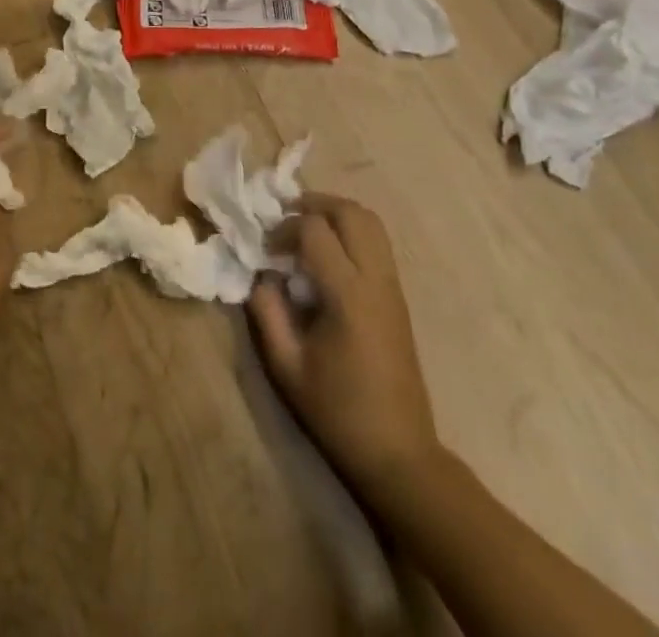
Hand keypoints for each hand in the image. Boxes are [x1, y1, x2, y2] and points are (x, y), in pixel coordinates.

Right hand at [248, 193, 441, 512]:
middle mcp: (376, 280)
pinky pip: (377, 243)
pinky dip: (351, 231)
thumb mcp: (287, 366)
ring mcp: (393, 286)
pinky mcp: (398, 297)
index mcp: (348, 295)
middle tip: (285, 220)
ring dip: (336, 214)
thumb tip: (260, 275)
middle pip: (351, 212)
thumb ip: (267, 311)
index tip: (266, 249)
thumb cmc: (338, 412)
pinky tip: (327, 257)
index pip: (315, 230)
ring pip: (370, 222)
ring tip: (306, 231)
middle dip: (315, 204)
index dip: (285, 228)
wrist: (399, 453)